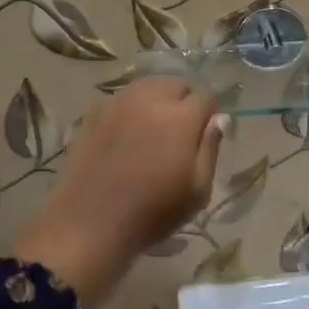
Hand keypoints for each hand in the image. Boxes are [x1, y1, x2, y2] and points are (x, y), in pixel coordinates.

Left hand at [14, 77, 225, 303]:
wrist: (90, 224)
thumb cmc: (152, 213)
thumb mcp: (197, 190)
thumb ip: (210, 148)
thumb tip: (218, 119)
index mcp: (181, 117)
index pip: (205, 96)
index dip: (209, 113)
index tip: (204, 133)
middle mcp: (150, 99)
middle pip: (175, 83)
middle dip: (184, 99)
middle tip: (181, 130)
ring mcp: (118, 104)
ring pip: (147, 86)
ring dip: (157, 98)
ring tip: (154, 127)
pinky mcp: (93, 114)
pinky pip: (121, 99)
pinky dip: (131, 107)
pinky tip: (127, 133)